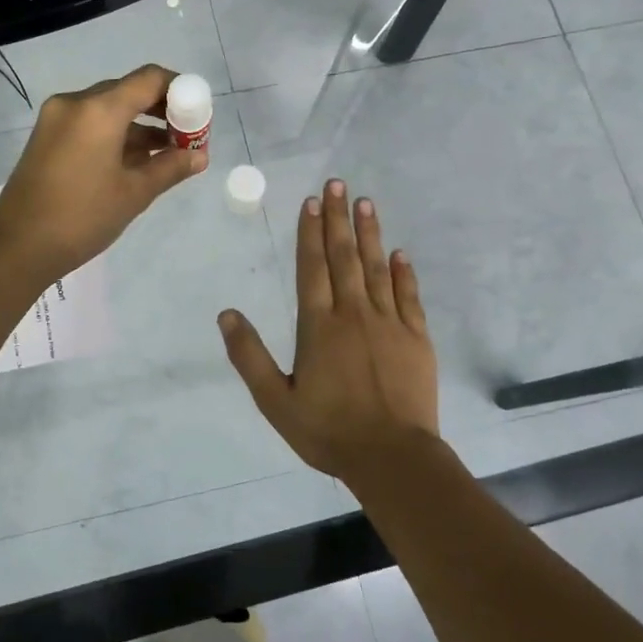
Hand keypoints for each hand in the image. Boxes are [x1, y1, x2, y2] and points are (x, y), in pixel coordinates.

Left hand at [0, 64, 207, 281]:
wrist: (18, 247)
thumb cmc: (83, 217)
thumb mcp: (134, 193)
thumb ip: (170, 167)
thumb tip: (200, 156)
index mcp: (98, 110)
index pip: (149, 79)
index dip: (179, 90)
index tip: (198, 114)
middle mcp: (75, 103)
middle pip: (127, 91)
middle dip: (160, 110)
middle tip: (185, 137)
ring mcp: (56, 119)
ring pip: (107, 109)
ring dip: (138, 125)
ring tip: (166, 154)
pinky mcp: (46, 137)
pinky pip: (89, 123)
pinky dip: (114, 134)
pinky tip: (134, 161)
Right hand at [219, 179, 437, 481]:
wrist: (392, 457)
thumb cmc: (328, 430)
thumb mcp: (275, 400)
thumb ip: (249, 355)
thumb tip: (226, 314)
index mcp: (318, 325)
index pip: (312, 267)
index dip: (311, 232)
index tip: (313, 201)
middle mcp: (353, 313)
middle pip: (345, 257)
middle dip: (339, 219)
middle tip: (339, 184)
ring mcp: (389, 323)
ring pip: (377, 268)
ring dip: (370, 234)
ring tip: (366, 204)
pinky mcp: (416, 338)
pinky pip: (409, 296)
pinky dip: (403, 272)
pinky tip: (400, 253)